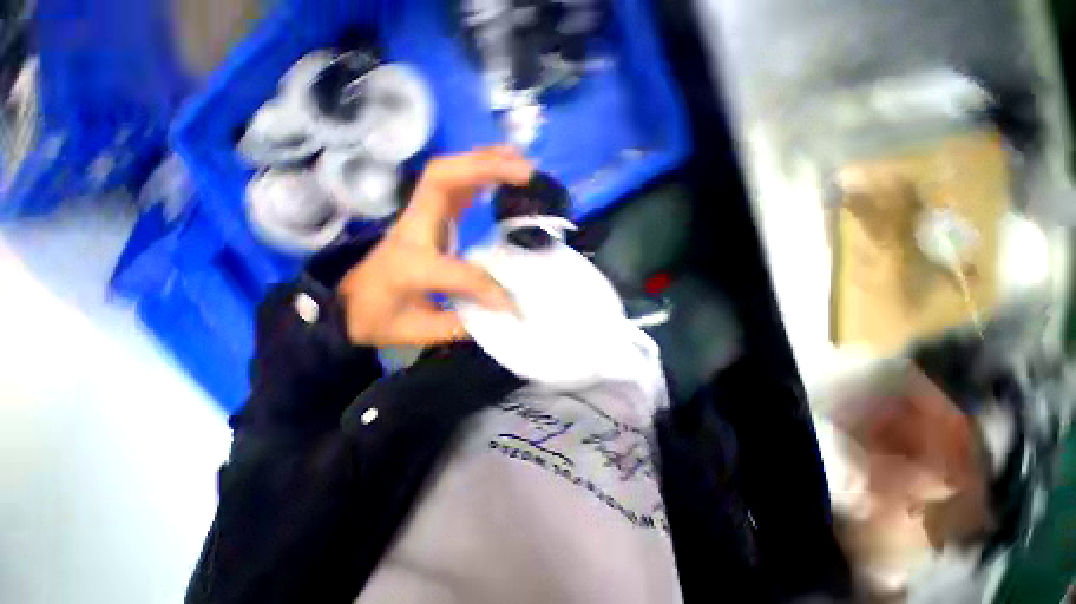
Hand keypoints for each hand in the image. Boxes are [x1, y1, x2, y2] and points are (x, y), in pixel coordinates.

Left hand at [338, 147, 531, 346]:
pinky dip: (478, 171)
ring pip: (446, 173)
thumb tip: (502, 314)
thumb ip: (458, 325)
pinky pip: (453, 184)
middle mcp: (410, 231)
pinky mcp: (426, 215)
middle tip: (526, 174)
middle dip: (485, 169)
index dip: (488, 288)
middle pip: (440, 180)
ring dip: (484, 162)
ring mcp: (416, 217)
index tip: (509, 305)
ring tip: (520, 162)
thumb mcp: (415, 333)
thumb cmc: (378, 317)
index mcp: (407, 267)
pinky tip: (501, 171)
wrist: (347, 303)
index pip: (457, 272)